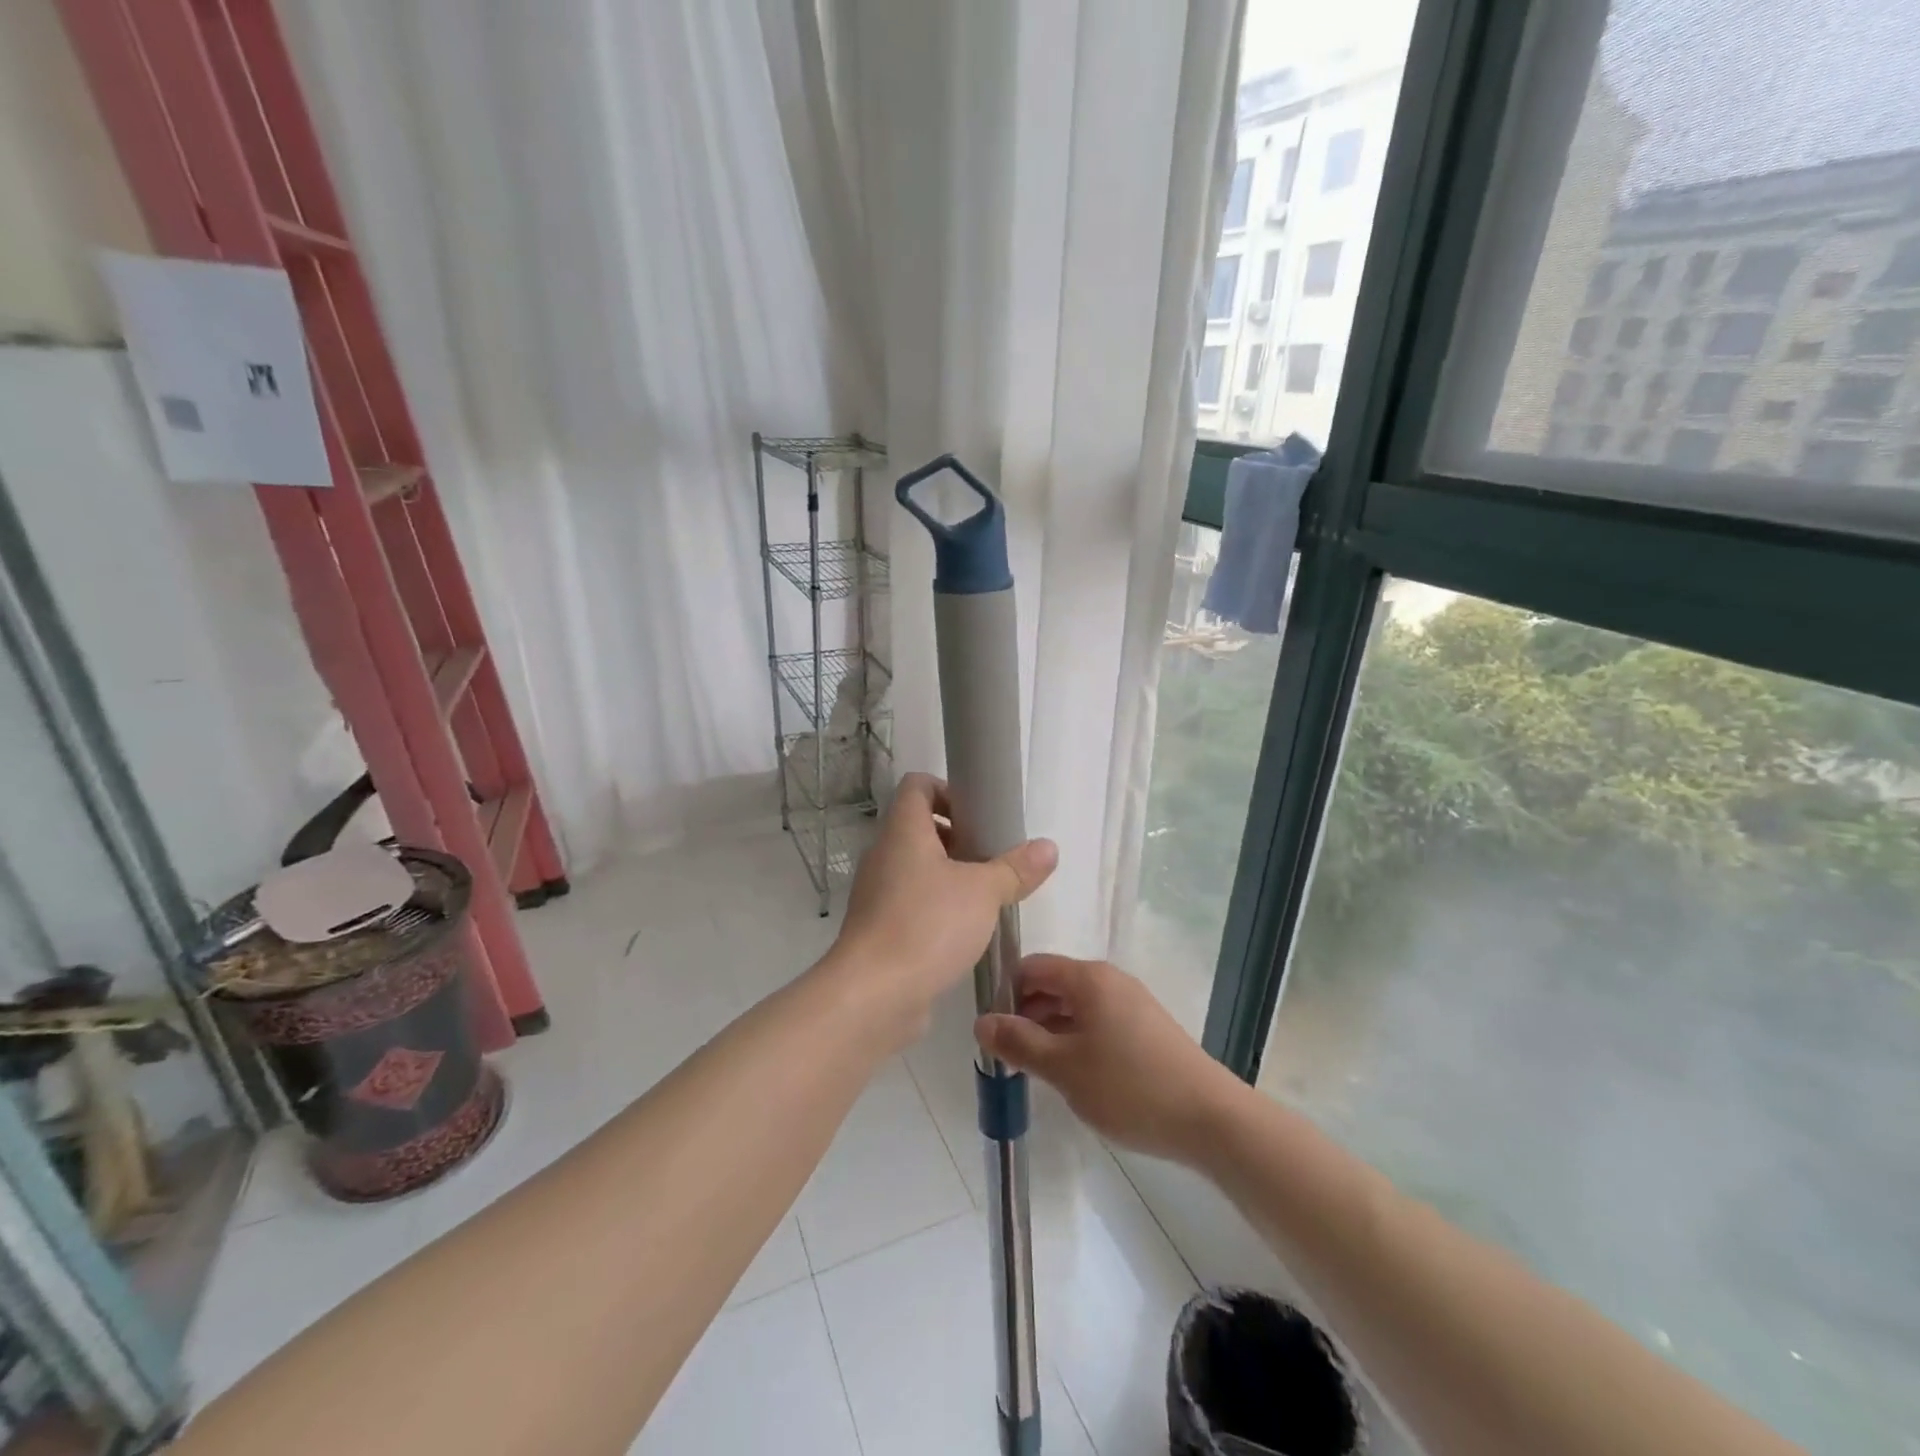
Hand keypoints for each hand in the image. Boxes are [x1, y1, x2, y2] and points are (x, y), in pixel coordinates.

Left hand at [826, 773, 1055, 1044]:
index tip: (980, 816)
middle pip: (920, 827)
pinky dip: (936, 907)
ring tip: (987, 897)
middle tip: (993, 859)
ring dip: (950, 875)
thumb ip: (1016, 868)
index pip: (917, 786)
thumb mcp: (983, 892)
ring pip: (916, 868)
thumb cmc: (928, 925)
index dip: (948, 791)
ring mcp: (877, 893)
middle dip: (959, 838)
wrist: (873, 995)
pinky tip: (965, 930)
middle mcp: (884, 854)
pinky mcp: (879, 928)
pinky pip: (910, 902)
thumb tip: (1048, 847)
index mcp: (903, 831)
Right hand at [974, 955, 1240, 1162]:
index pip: (1032, 967)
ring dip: (1050, 1030)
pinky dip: (1075, 1039)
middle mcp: (1109, 980)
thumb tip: (981, 1021)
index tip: (992, 1031)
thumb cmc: (1129, 1087)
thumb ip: (1019, 1042)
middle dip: (1026, 1014)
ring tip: (1036, 1069)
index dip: (1006, 993)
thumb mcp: (1063, 1068)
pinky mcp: (1145, 1028)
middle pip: (1053, 984)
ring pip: (1075, 1006)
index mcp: (1088, 978)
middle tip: (1009, 1055)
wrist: (1210, 1119)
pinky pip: (1097, 1022)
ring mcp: (1131, 1003)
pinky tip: (1072, 1074)